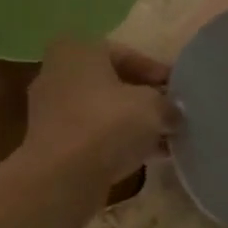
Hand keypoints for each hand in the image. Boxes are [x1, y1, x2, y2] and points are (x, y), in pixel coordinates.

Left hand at [22, 39, 178, 187]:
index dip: (157, 72)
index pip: (126, 55)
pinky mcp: (51, 142)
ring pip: (101, 111)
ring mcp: (50, 110)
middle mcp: (57, 73)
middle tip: (171, 114)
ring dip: (132, 123)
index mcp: (78, 51)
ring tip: (163, 139)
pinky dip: (115, 141)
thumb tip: (172, 114)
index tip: (178, 91)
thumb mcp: (152, 107)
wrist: (62, 176)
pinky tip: (143, 156)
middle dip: (143, 99)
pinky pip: (91, 135)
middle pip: (111, 83)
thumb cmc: (107, 124)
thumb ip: (167, 105)